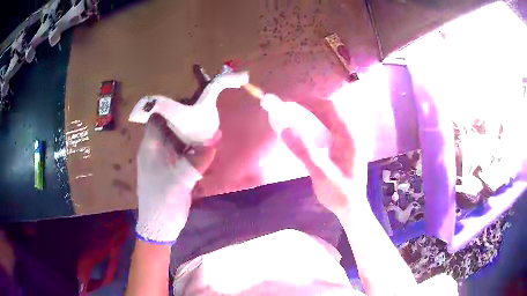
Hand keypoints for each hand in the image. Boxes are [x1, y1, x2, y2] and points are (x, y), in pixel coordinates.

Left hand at [136, 114, 215, 243]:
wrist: (160, 225)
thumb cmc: (163, 200)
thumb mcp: (180, 179)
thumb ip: (197, 159)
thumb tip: (213, 142)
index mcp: (151, 148)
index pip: (157, 120)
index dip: (171, 110)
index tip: (190, 104)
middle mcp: (156, 151)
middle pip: (170, 129)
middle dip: (187, 122)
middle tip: (206, 116)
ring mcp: (164, 161)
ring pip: (178, 142)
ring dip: (192, 137)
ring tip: (210, 130)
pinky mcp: (173, 171)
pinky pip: (183, 155)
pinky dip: (194, 151)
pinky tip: (207, 149)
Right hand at [281, 103, 365, 215]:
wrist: (352, 208)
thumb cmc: (340, 194)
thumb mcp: (321, 174)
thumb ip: (304, 151)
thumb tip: (284, 128)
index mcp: (350, 137)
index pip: (330, 108)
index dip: (310, 101)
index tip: (290, 102)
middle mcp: (350, 134)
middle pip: (330, 111)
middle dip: (309, 106)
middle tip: (288, 108)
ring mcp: (348, 140)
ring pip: (329, 119)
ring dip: (311, 114)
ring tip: (293, 116)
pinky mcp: (343, 146)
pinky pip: (328, 128)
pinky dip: (315, 125)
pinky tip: (304, 131)